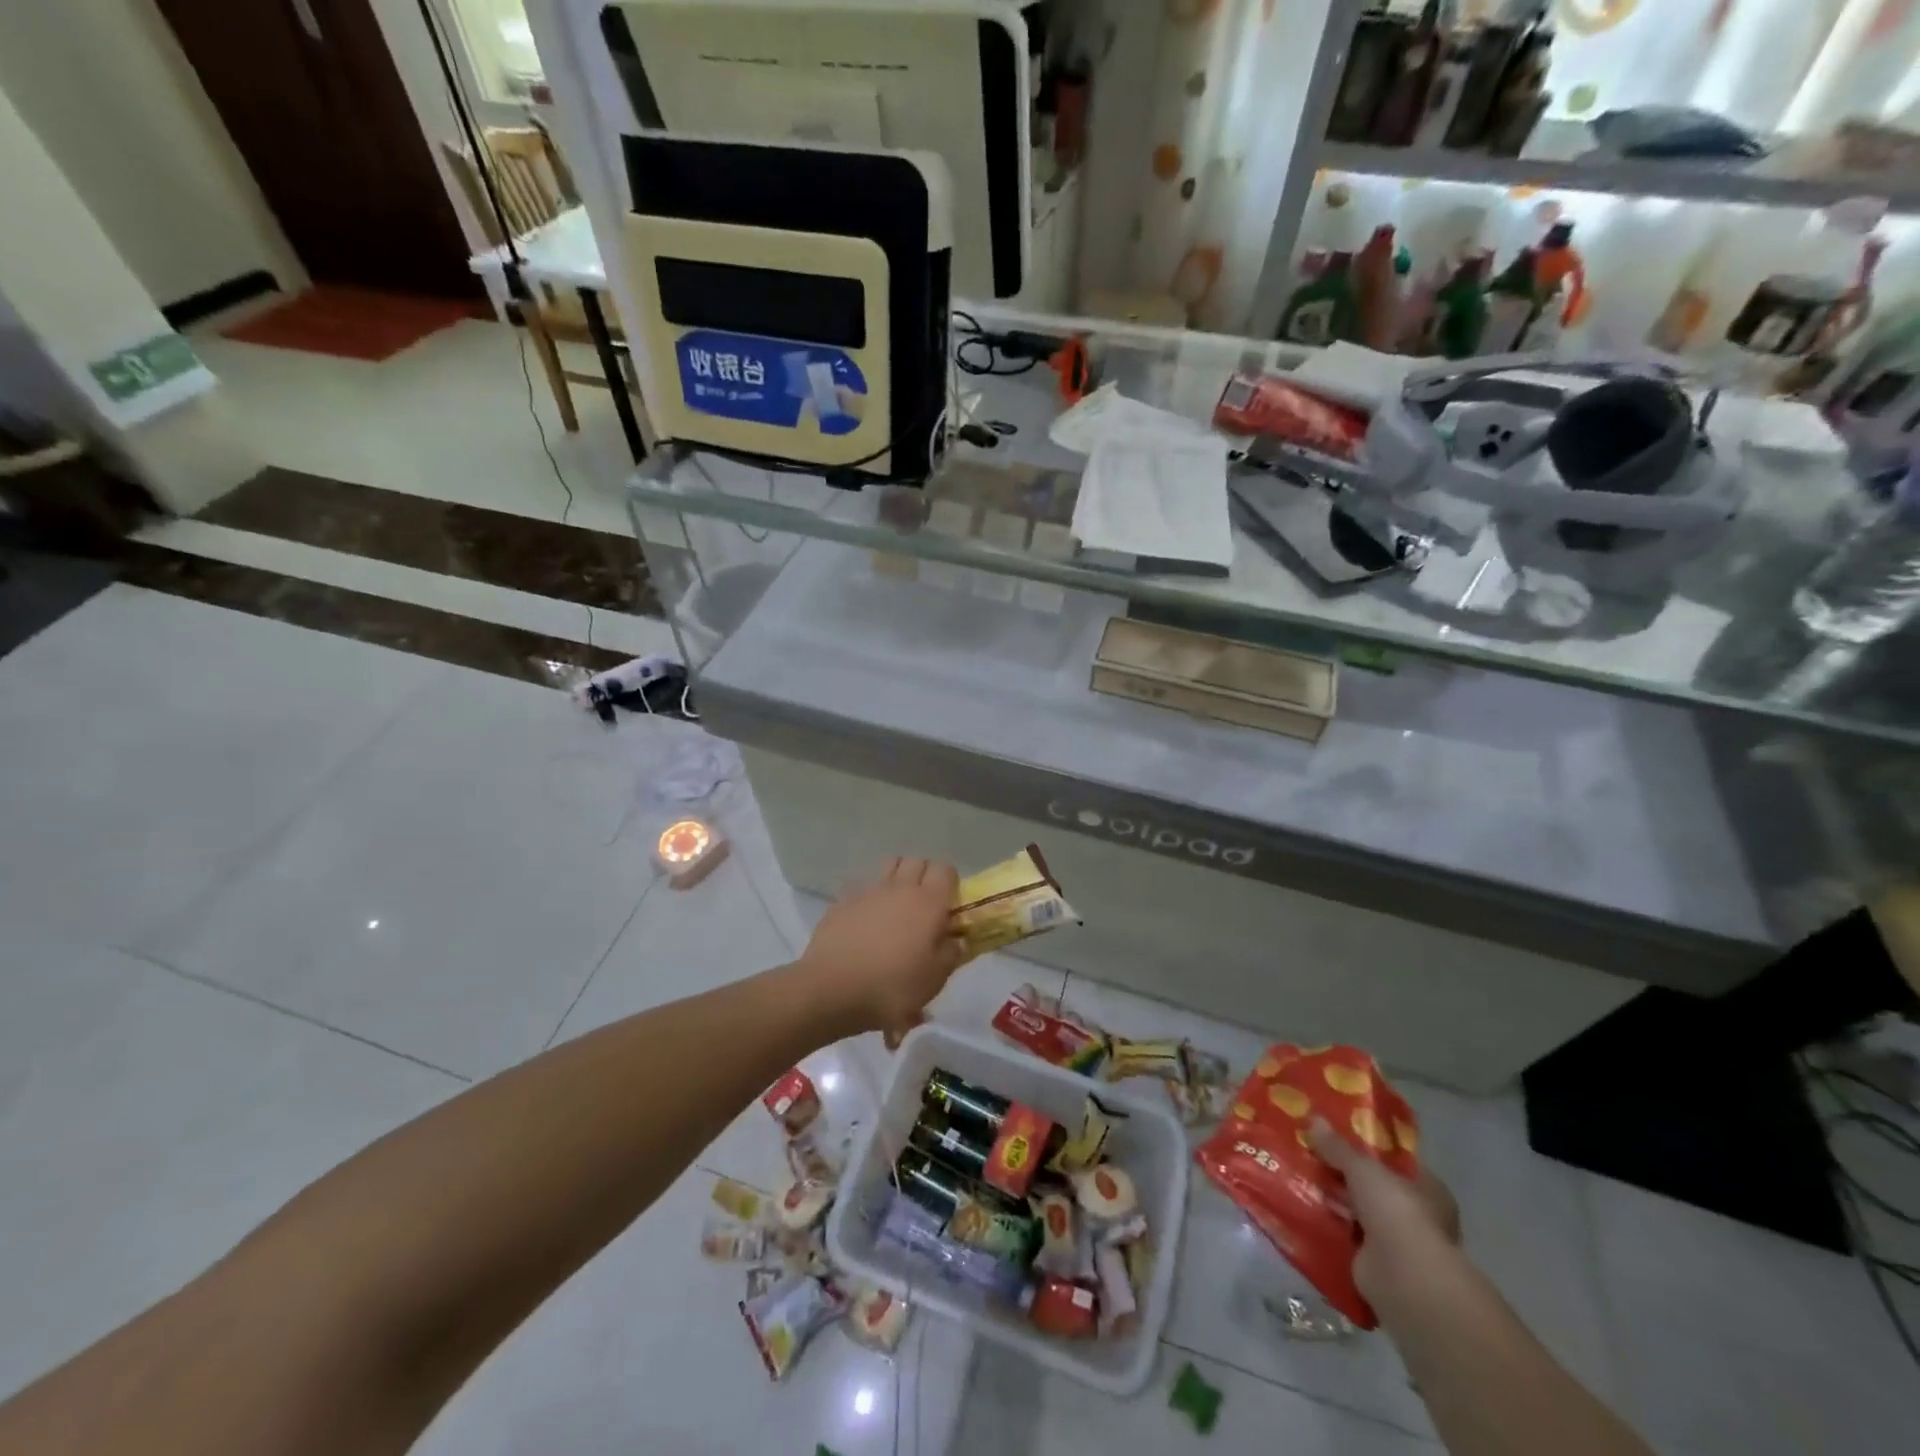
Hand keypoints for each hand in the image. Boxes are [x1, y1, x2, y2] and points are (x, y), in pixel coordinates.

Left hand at [799, 859, 965, 1042]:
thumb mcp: (934, 980)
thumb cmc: (893, 987)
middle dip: (923, 876)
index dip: (949, 883)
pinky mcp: (841, 902)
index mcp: (928, 902)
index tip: (948, 906)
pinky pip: (861, 888)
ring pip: (888, 866)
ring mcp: (867, 892)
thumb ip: (951, 954)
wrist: (832, 991)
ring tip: (894, 907)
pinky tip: (865, 922)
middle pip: (916, 861)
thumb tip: (956, 939)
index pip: (945, 870)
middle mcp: (899, 887)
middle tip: (923, 906)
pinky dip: (868, 898)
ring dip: (896, 879)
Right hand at [1308, 1117, 1461, 1312]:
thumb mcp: (1363, 1168)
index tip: (1335, 1135)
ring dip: (1332, 1202)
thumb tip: (1313, 1119)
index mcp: (1428, 1190)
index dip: (1366, 1148)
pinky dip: (1326, 1229)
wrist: (1403, 1279)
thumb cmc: (1396, 1212)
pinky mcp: (1374, 1266)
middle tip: (1308, 1153)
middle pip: (1372, 1188)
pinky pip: (1344, 1238)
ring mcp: (1396, 1245)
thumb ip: (1338, 1147)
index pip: (1395, 1162)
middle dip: (1343, 1176)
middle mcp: (1417, 1217)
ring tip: (1295, 1177)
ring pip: (1356, 1213)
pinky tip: (1299, 1210)